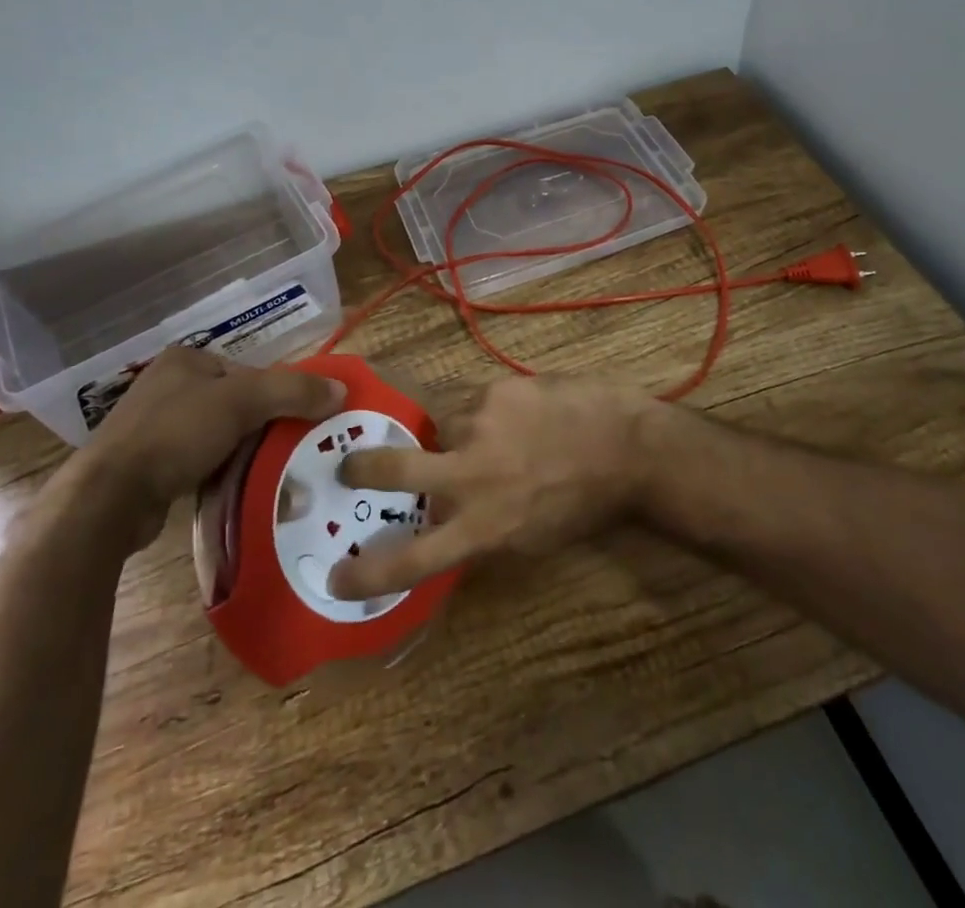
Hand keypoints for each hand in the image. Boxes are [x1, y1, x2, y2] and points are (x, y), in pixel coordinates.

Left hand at [58, 348, 345, 551]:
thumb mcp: (242, 401)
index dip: (277, 395)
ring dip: (243, 453)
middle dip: (263, 426)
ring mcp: (155, 427)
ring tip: (269, 473)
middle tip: (290, 450)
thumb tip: (341, 389)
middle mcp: (169, 386)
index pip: (249, 372)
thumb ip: (293, 390)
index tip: (298, 422)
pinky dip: (220, 473)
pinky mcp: (150, 465)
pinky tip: (235, 489)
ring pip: (220, 435)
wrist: (109, 499)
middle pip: (237, 403)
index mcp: (186, 359)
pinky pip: (200, 462)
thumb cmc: (175, 434)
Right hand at [328, 376, 676, 598]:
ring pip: (442, 425)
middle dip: (363, 467)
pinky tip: (522, 412)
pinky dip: (489, 409)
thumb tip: (444, 523)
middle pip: (395, 470)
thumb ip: (481, 531)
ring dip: (457, 432)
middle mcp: (470, 476)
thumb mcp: (529, 538)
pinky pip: (474, 399)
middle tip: (349, 465)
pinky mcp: (495, 388)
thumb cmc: (584, 503)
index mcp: (482, 527)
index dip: (368, 572)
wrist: (628, 446)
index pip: (413, 558)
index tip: (336, 576)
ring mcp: (478, 425)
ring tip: (500, 432)